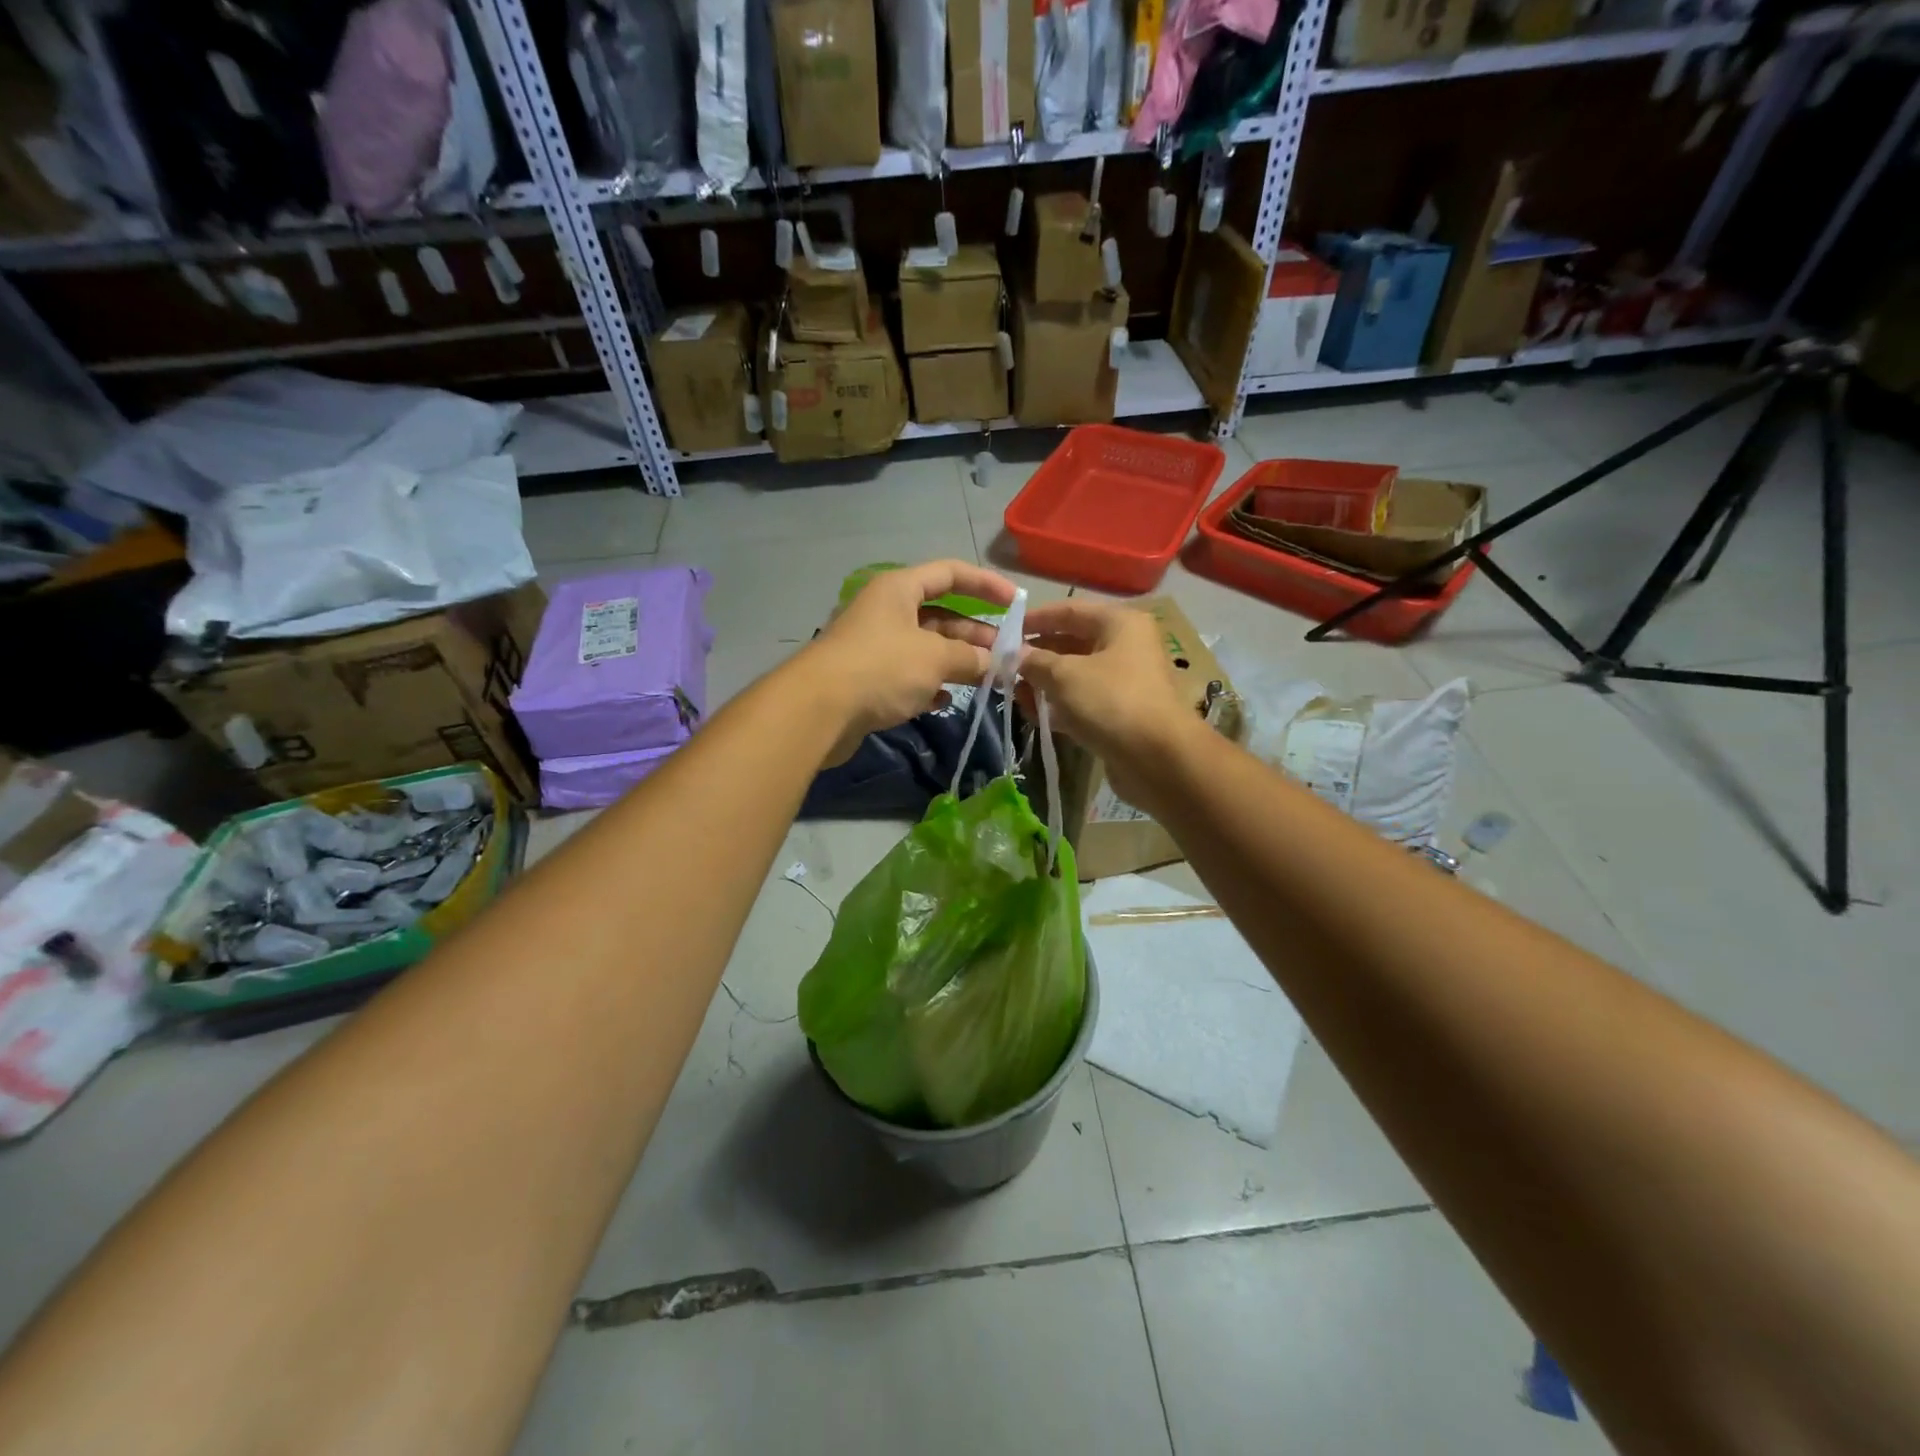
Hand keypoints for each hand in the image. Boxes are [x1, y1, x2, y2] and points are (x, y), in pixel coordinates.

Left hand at [799, 559, 1016, 766]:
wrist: (818, 710)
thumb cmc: (881, 668)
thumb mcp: (935, 658)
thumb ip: (970, 658)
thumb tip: (996, 663)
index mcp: (899, 589)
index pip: (950, 573)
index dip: (985, 584)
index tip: (1015, 603)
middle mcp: (886, 611)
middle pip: (940, 615)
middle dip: (974, 634)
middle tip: (1005, 655)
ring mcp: (874, 646)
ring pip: (925, 648)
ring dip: (955, 662)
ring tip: (986, 680)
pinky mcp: (866, 679)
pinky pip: (907, 675)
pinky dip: (929, 685)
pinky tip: (945, 701)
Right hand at [1018, 599, 1197, 804]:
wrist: (1158, 758)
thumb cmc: (1111, 702)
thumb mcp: (1064, 676)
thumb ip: (1035, 661)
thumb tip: (1015, 655)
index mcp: (1120, 623)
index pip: (1070, 610)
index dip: (1036, 619)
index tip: (1006, 631)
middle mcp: (1127, 646)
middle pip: (1073, 642)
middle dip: (1038, 655)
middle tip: (1006, 667)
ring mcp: (1126, 681)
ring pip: (1077, 675)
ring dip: (1046, 683)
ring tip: (1016, 694)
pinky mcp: (1121, 713)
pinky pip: (1084, 701)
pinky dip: (1061, 706)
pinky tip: (1035, 715)